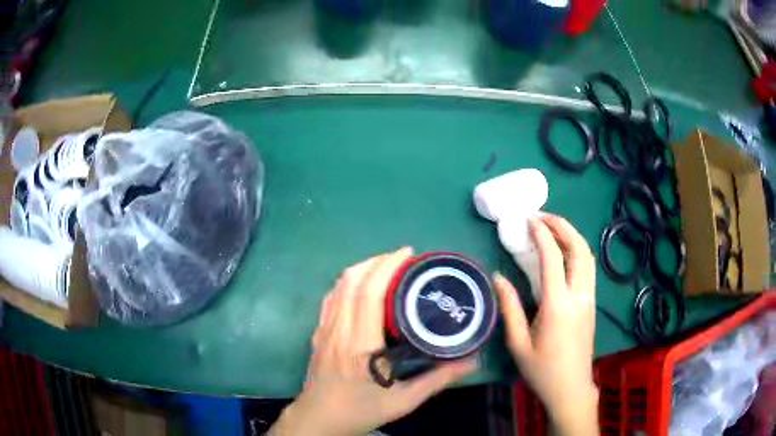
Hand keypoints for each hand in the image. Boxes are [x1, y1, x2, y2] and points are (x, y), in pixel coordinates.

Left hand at [271, 248, 476, 435]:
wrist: (318, 419)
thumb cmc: (359, 411)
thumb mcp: (403, 402)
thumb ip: (437, 380)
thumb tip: (471, 362)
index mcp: (360, 345)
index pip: (369, 294)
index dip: (387, 267)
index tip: (407, 254)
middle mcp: (339, 330)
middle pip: (352, 282)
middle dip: (377, 261)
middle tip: (402, 257)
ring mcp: (324, 330)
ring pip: (338, 286)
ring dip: (361, 268)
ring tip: (385, 266)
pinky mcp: (318, 333)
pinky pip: (330, 298)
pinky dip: (346, 283)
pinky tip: (360, 285)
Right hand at [494, 213, 598, 435]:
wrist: (571, 388)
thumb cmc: (542, 370)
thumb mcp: (518, 344)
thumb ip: (510, 308)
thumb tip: (498, 277)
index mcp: (558, 306)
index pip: (553, 259)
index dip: (542, 235)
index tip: (529, 220)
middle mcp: (579, 296)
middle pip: (579, 249)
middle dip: (563, 226)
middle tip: (543, 216)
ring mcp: (589, 298)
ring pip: (588, 256)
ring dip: (572, 236)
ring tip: (553, 227)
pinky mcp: (592, 303)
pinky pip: (588, 268)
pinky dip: (577, 250)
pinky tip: (564, 251)